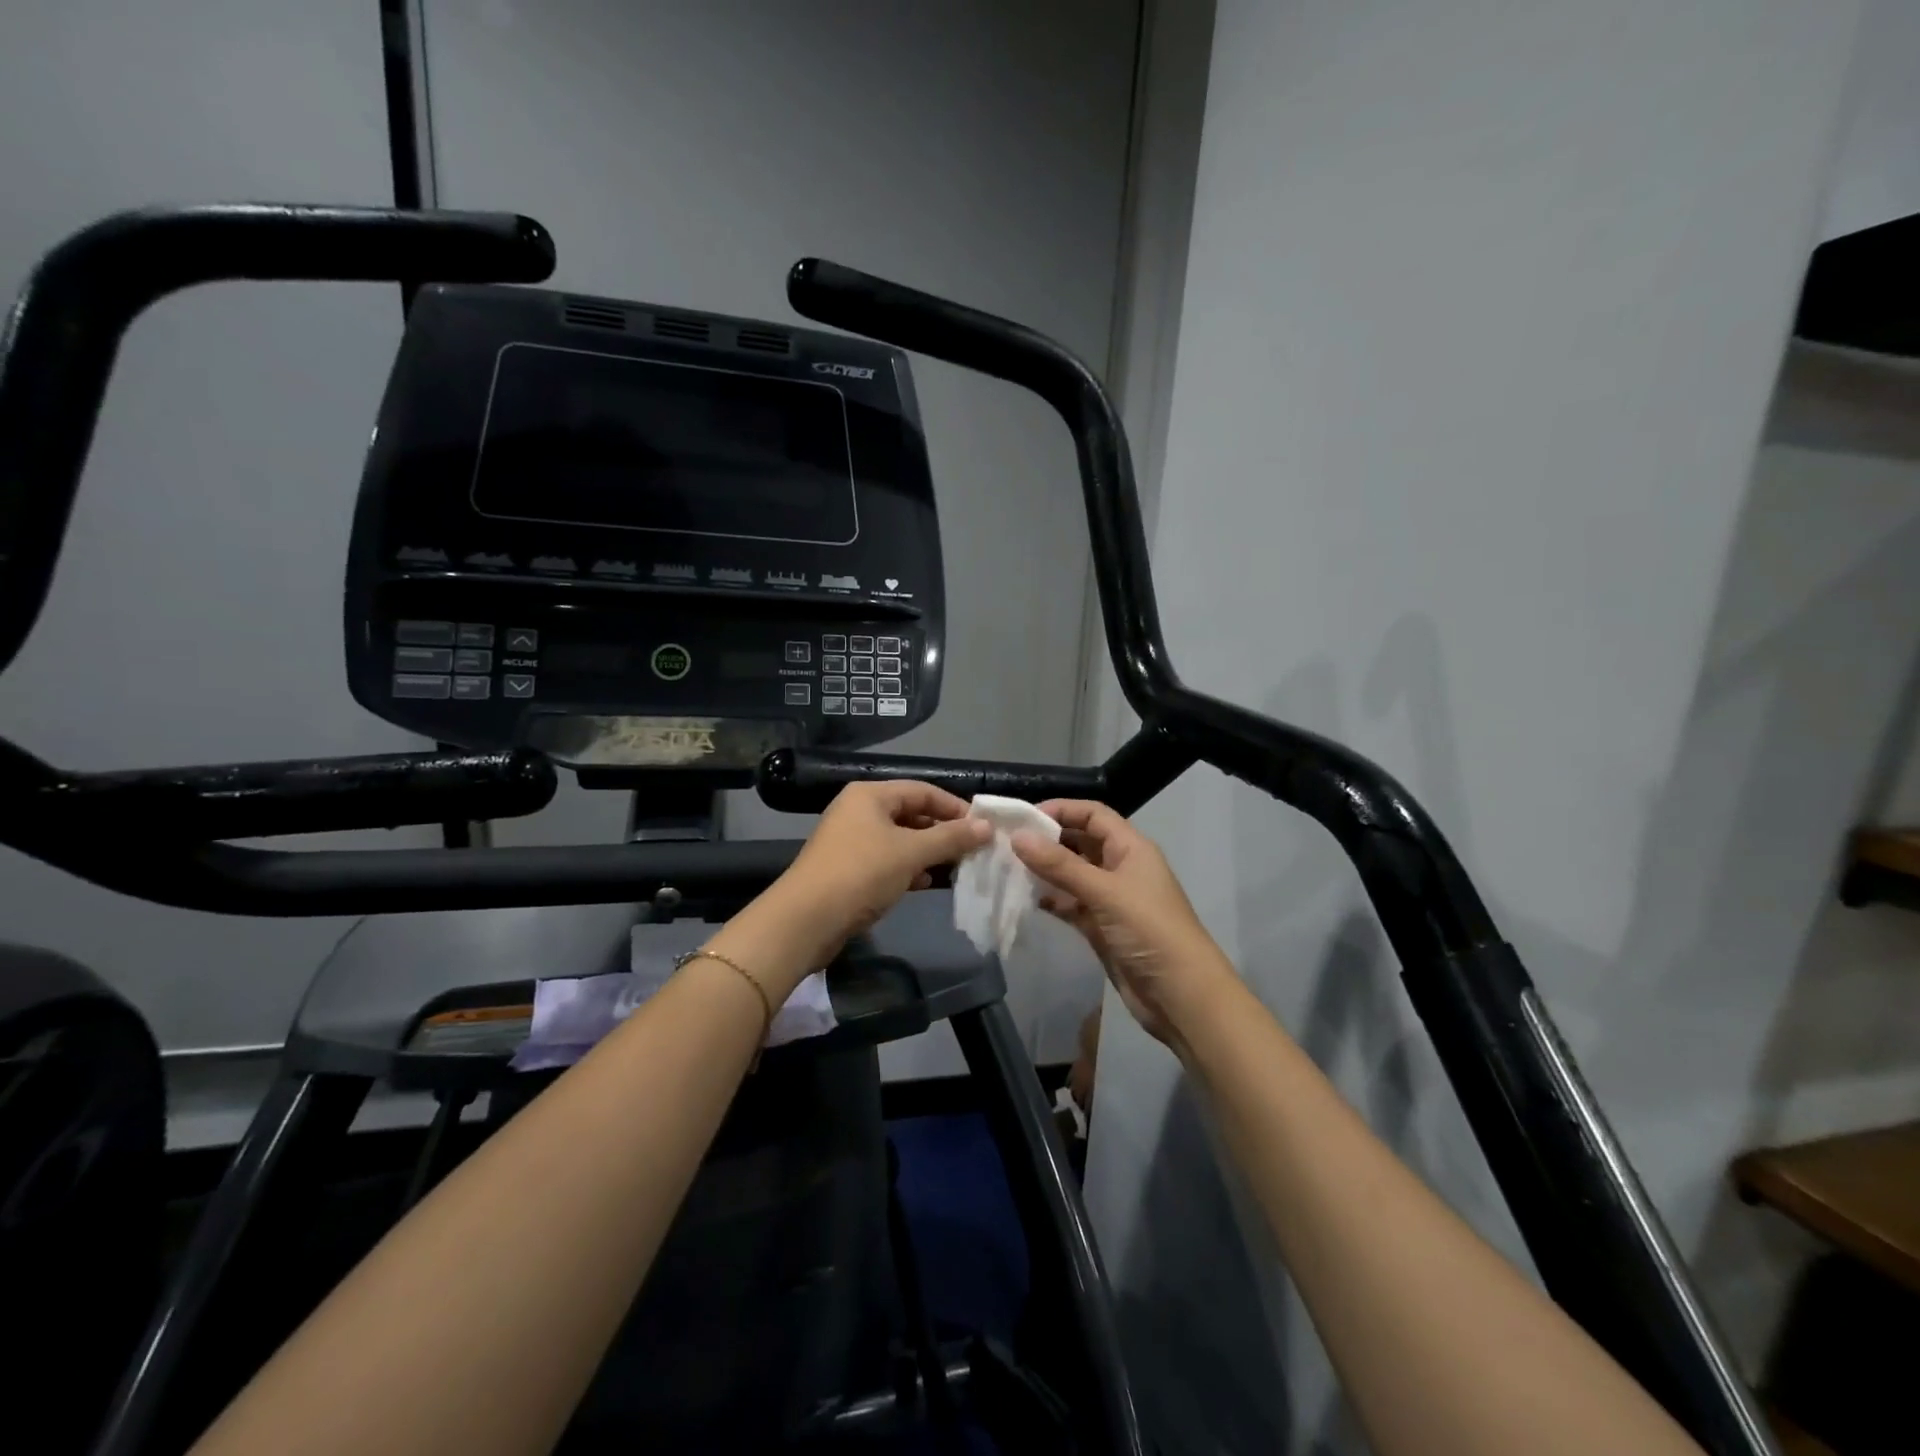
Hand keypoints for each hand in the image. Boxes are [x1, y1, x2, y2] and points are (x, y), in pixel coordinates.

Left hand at [733, 781, 989, 987]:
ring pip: (900, 839)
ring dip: (928, 852)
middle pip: (911, 813)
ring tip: (957, 867)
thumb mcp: (911, 853)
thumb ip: (950, 838)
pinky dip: (908, 868)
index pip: (923, 790)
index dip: (955, 807)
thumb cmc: (860, 874)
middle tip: (974, 849)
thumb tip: (986, 827)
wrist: (805, 920)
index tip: (983, 827)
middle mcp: (859, 811)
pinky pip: (887, 860)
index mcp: (870, 795)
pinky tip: (926, 883)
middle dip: (943, 832)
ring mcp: (851, 840)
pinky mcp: (848, 869)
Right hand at [1011, 800, 1235, 1048]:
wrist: (1180, 996)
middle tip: (1006, 842)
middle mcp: (1120, 867)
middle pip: (1080, 842)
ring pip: (1072, 874)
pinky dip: (1050, 900)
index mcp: (1131, 848)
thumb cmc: (1149, 930)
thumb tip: (1018, 837)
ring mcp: (1110, 899)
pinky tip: (1024, 898)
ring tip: (1007, 868)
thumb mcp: (1104, 892)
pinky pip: (1070, 904)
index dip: (1061, 810)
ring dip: (1045, 871)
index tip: (1023, 817)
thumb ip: (1060, 865)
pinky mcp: (1101, 927)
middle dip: (1047, 840)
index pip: (1093, 815)